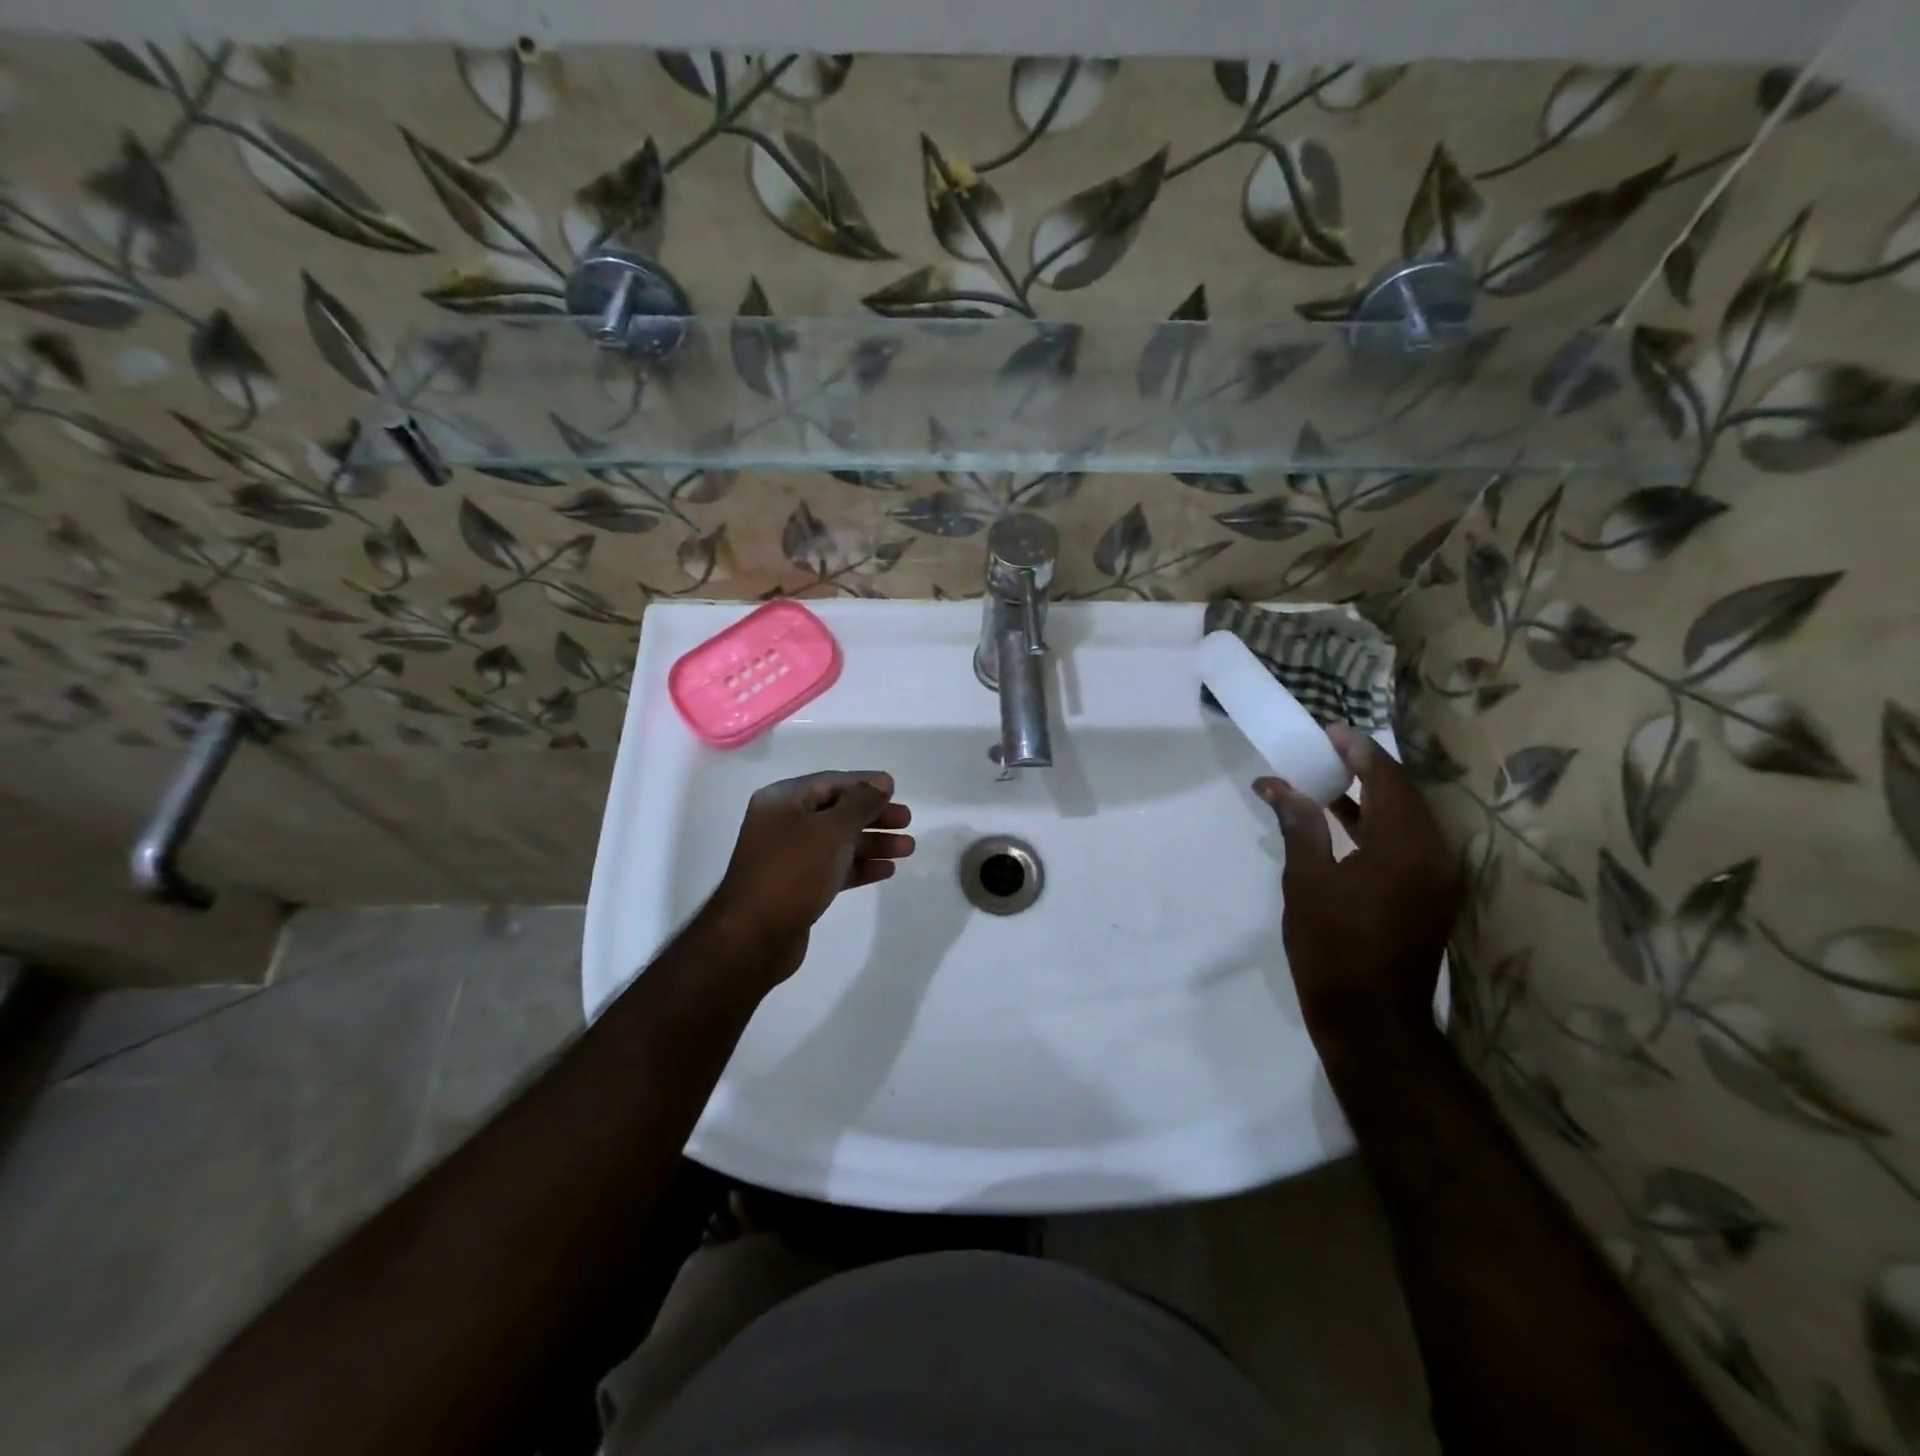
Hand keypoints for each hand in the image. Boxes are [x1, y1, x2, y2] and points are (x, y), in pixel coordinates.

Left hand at [705, 771, 914, 987]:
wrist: (754, 936)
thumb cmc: (793, 871)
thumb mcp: (832, 830)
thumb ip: (860, 803)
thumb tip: (882, 782)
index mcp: (783, 800)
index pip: (831, 782)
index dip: (865, 784)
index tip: (896, 791)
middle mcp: (783, 823)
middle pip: (837, 811)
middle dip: (873, 816)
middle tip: (907, 822)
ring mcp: (789, 856)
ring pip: (838, 841)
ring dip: (872, 843)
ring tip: (908, 848)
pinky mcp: (796, 886)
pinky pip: (834, 867)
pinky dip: (859, 866)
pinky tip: (887, 870)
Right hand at [1255, 726, 1461, 1054]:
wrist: (1370, 1019)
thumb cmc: (1332, 947)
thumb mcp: (1306, 881)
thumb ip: (1299, 825)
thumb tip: (1278, 785)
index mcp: (1405, 846)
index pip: (1386, 778)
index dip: (1356, 749)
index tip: (1325, 731)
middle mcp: (1434, 854)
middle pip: (1401, 793)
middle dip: (1363, 767)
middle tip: (1322, 750)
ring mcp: (1438, 876)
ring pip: (1405, 817)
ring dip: (1369, 795)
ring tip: (1325, 778)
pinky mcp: (1431, 894)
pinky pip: (1407, 842)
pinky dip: (1376, 824)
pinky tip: (1342, 820)